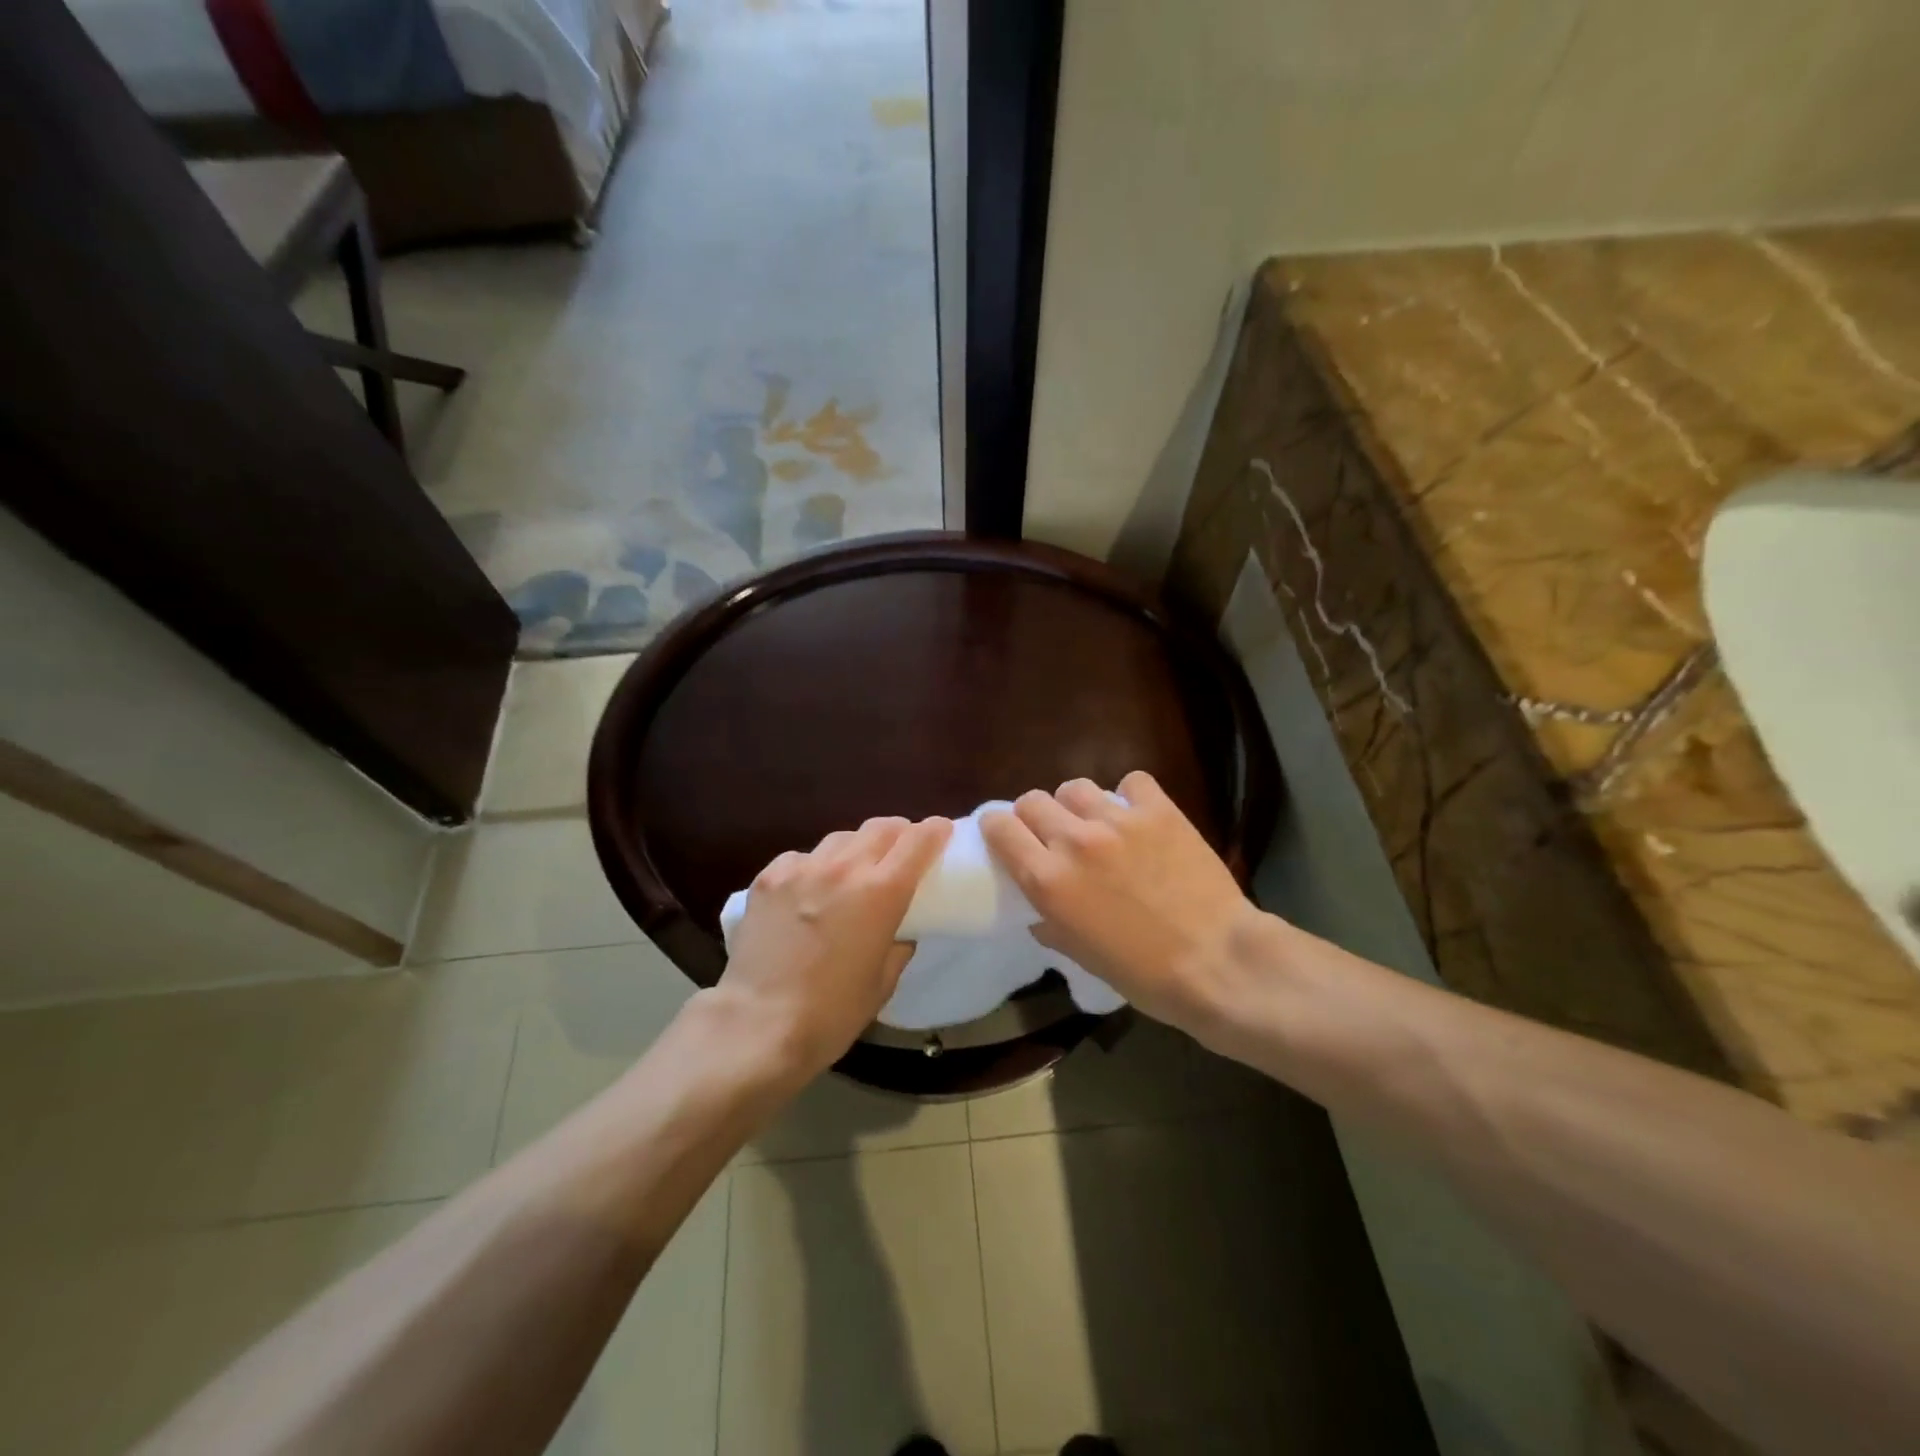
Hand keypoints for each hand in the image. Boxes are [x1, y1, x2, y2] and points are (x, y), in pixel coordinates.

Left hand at [715, 815, 951, 1078]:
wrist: (758, 1025)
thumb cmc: (832, 1013)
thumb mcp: (883, 983)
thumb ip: (898, 944)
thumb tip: (899, 930)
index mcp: (882, 892)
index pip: (918, 840)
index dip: (935, 831)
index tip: (941, 833)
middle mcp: (844, 867)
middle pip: (881, 827)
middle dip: (899, 833)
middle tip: (901, 851)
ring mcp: (802, 868)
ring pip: (841, 838)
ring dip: (857, 848)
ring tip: (853, 872)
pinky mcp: (768, 877)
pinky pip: (802, 857)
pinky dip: (815, 866)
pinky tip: (808, 891)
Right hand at [980, 772, 1266, 1032]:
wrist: (1218, 963)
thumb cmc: (1145, 974)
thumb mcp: (1081, 956)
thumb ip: (1051, 923)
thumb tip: (1040, 911)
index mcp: (1048, 880)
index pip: (1000, 827)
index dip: (998, 828)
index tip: (1007, 836)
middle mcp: (1074, 841)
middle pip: (1033, 800)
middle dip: (1035, 816)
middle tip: (1053, 834)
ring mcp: (1118, 821)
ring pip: (1075, 786)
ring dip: (1077, 804)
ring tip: (1095, 822)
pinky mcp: (1158, 811)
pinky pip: (1131, 782)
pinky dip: (1129, 795)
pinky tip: (1138, 814)